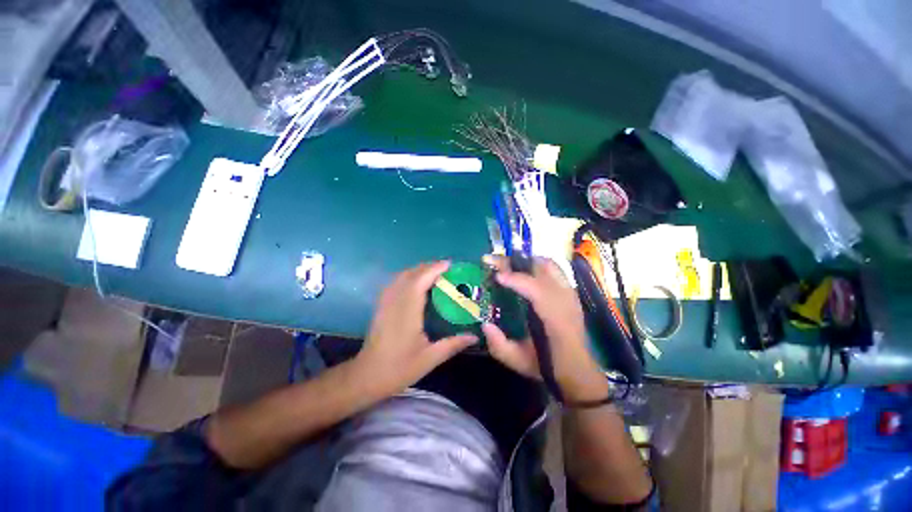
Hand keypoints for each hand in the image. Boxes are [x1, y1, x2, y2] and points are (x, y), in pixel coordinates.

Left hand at [353, 261, 477, 397]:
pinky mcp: (381, 306)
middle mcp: (395, 302)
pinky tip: (416, 283)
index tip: (450, 264)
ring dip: (418, 270)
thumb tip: (475, 336)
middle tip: (447, 269)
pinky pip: (395, 282)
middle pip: (411, 274)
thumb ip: (452, 344)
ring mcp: (386, 303)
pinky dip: (408, 276)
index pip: (420, 281)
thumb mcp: (429, 359)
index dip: (434, 269)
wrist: (366, 377)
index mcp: (407, 312)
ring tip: (434, 273)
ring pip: (401, 276)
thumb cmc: (398, 368)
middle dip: (428, 267)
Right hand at [481, 255, 608, 401]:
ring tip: (506, 263)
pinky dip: (535, 265)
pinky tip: (522, 270)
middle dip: (515, 262)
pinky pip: (553, 269)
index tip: (496, 276)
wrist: (577, 370)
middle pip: (542, 269)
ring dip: (525, 261)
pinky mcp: (570, 292)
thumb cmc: (547, 366)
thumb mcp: (518, 361)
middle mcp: (566, 301)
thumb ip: (499, 345)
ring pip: (549, 265)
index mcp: (556, 320)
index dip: (516, 279)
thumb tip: (484, 324)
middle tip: (493, 261)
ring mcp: (570, 294)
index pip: (537, 290)